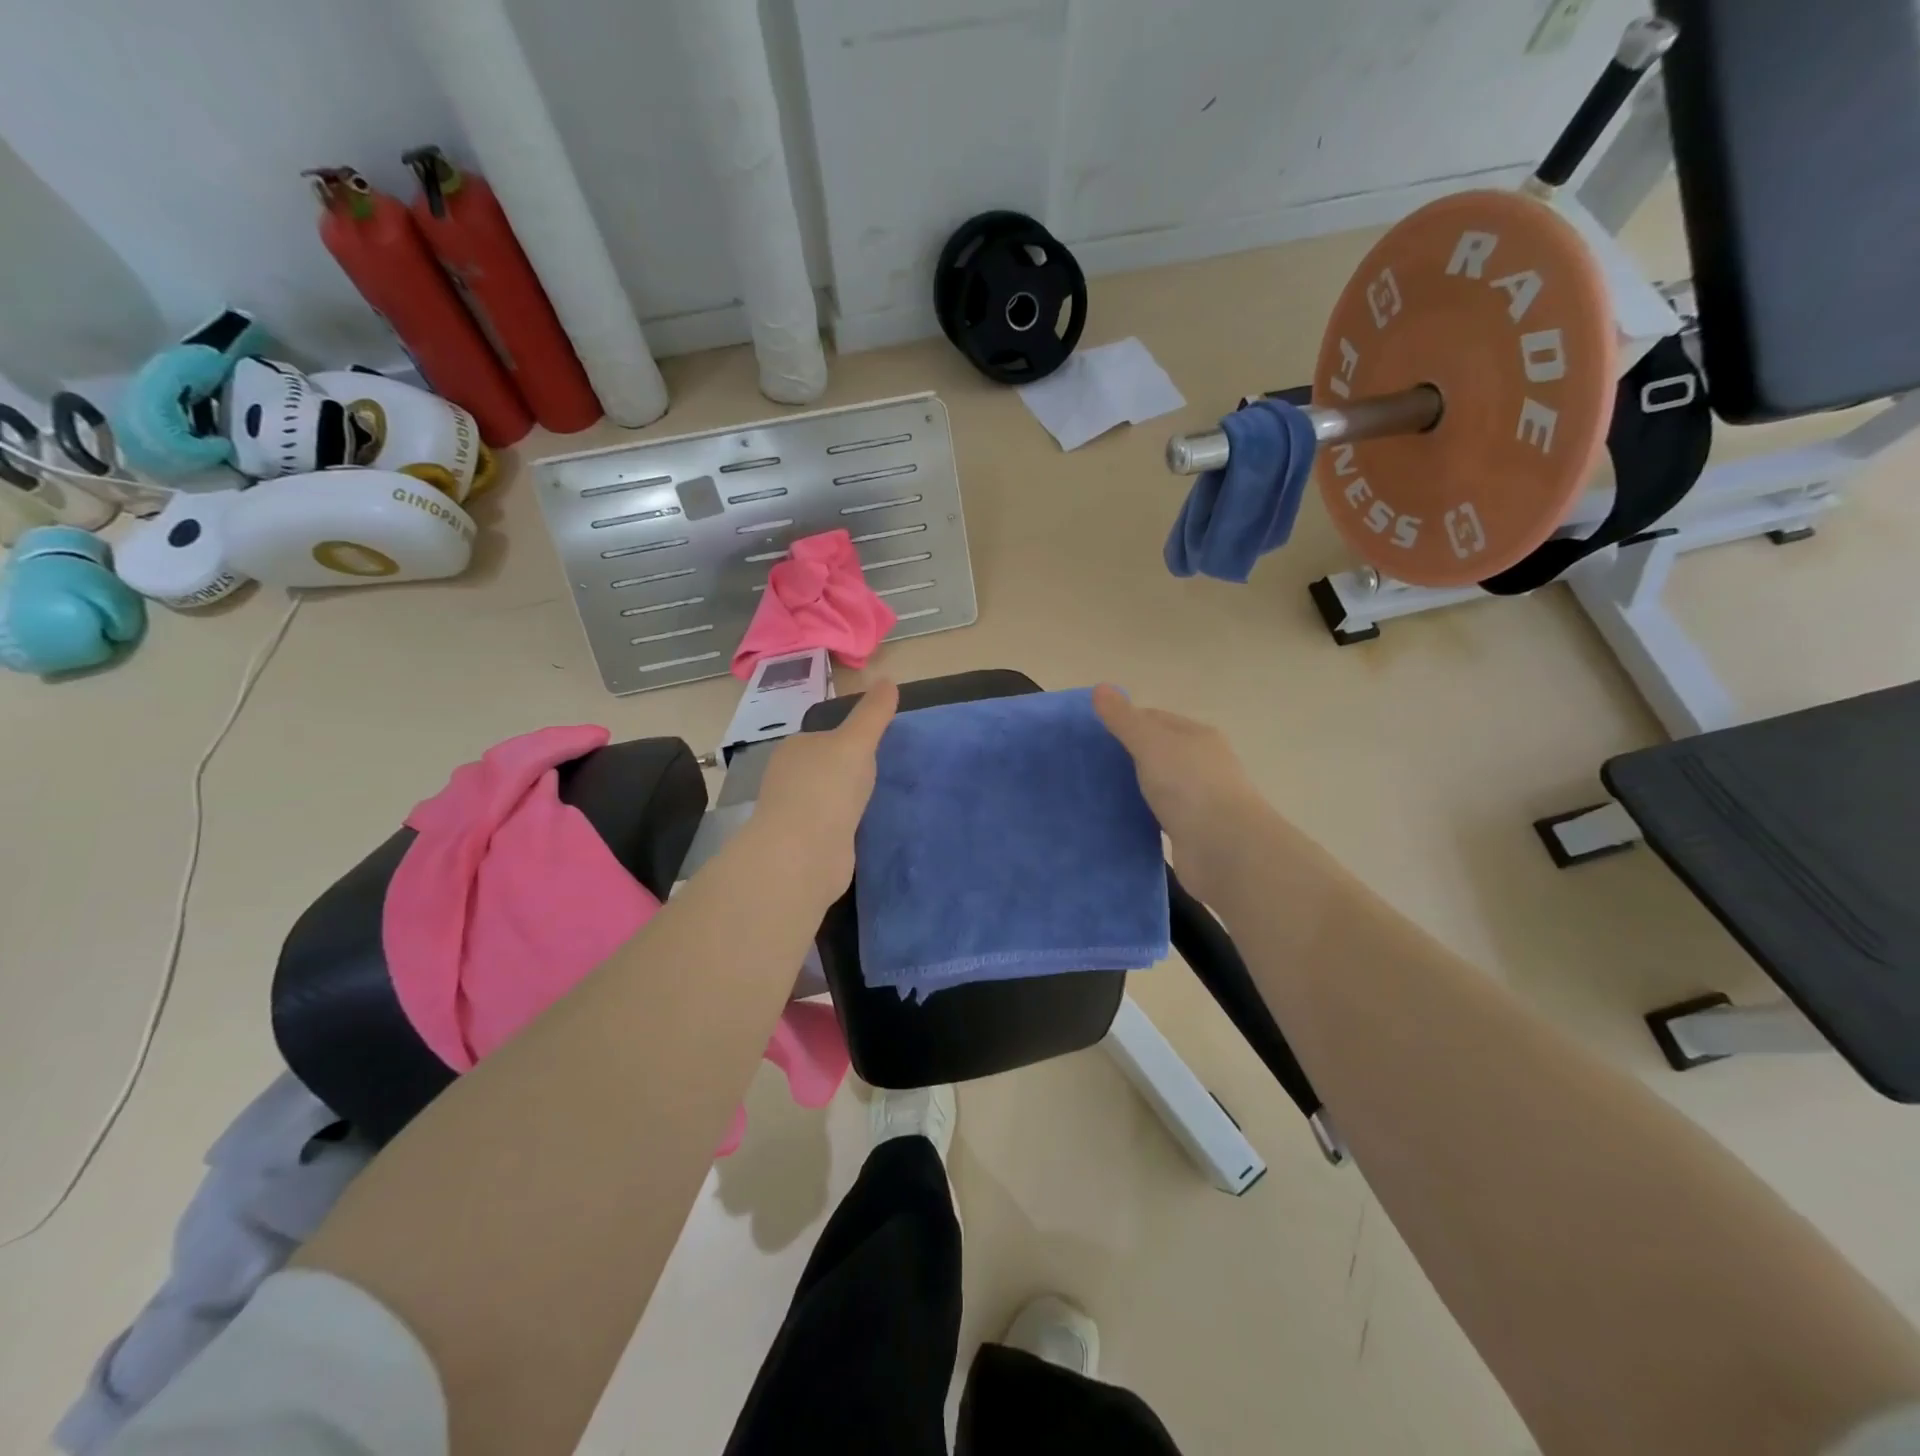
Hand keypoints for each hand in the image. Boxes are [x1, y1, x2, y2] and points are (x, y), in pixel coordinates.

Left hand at [752, 680, 898, 896]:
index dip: (851, 739)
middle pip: (827, 768)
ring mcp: (796, 814)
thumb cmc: (827, 788)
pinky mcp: (807, 845)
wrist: (804, 854)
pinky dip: (848, 826)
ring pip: (830, 799)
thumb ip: (873, 714)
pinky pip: (834, 827)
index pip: (824, 736)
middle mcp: (789, 779)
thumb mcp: (856, 742)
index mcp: (795, 749)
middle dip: (850, 772)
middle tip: (886, 773)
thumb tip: (888, 680)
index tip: (879, 746)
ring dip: (849, 801)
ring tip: (881, 801)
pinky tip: (866, 828)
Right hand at [1093, 683, 1263, 896]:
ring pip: (1158, 785)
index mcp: (1197, 736)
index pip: (1154, 719)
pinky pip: (1159, 815)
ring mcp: (1199, 799)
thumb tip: (1100, 687)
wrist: (1225, 850)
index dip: (1123, 722)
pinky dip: (1141, 814)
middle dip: (1126, 755)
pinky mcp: (1191, 831)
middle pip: (1157, 752)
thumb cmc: (1190, 786)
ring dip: (1134, 786)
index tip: (1090, 734)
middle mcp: (1202, 763)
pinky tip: (1118, 818)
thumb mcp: (1151, 743)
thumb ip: (1124, 719)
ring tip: (1096, 791)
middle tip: (1087, 764)